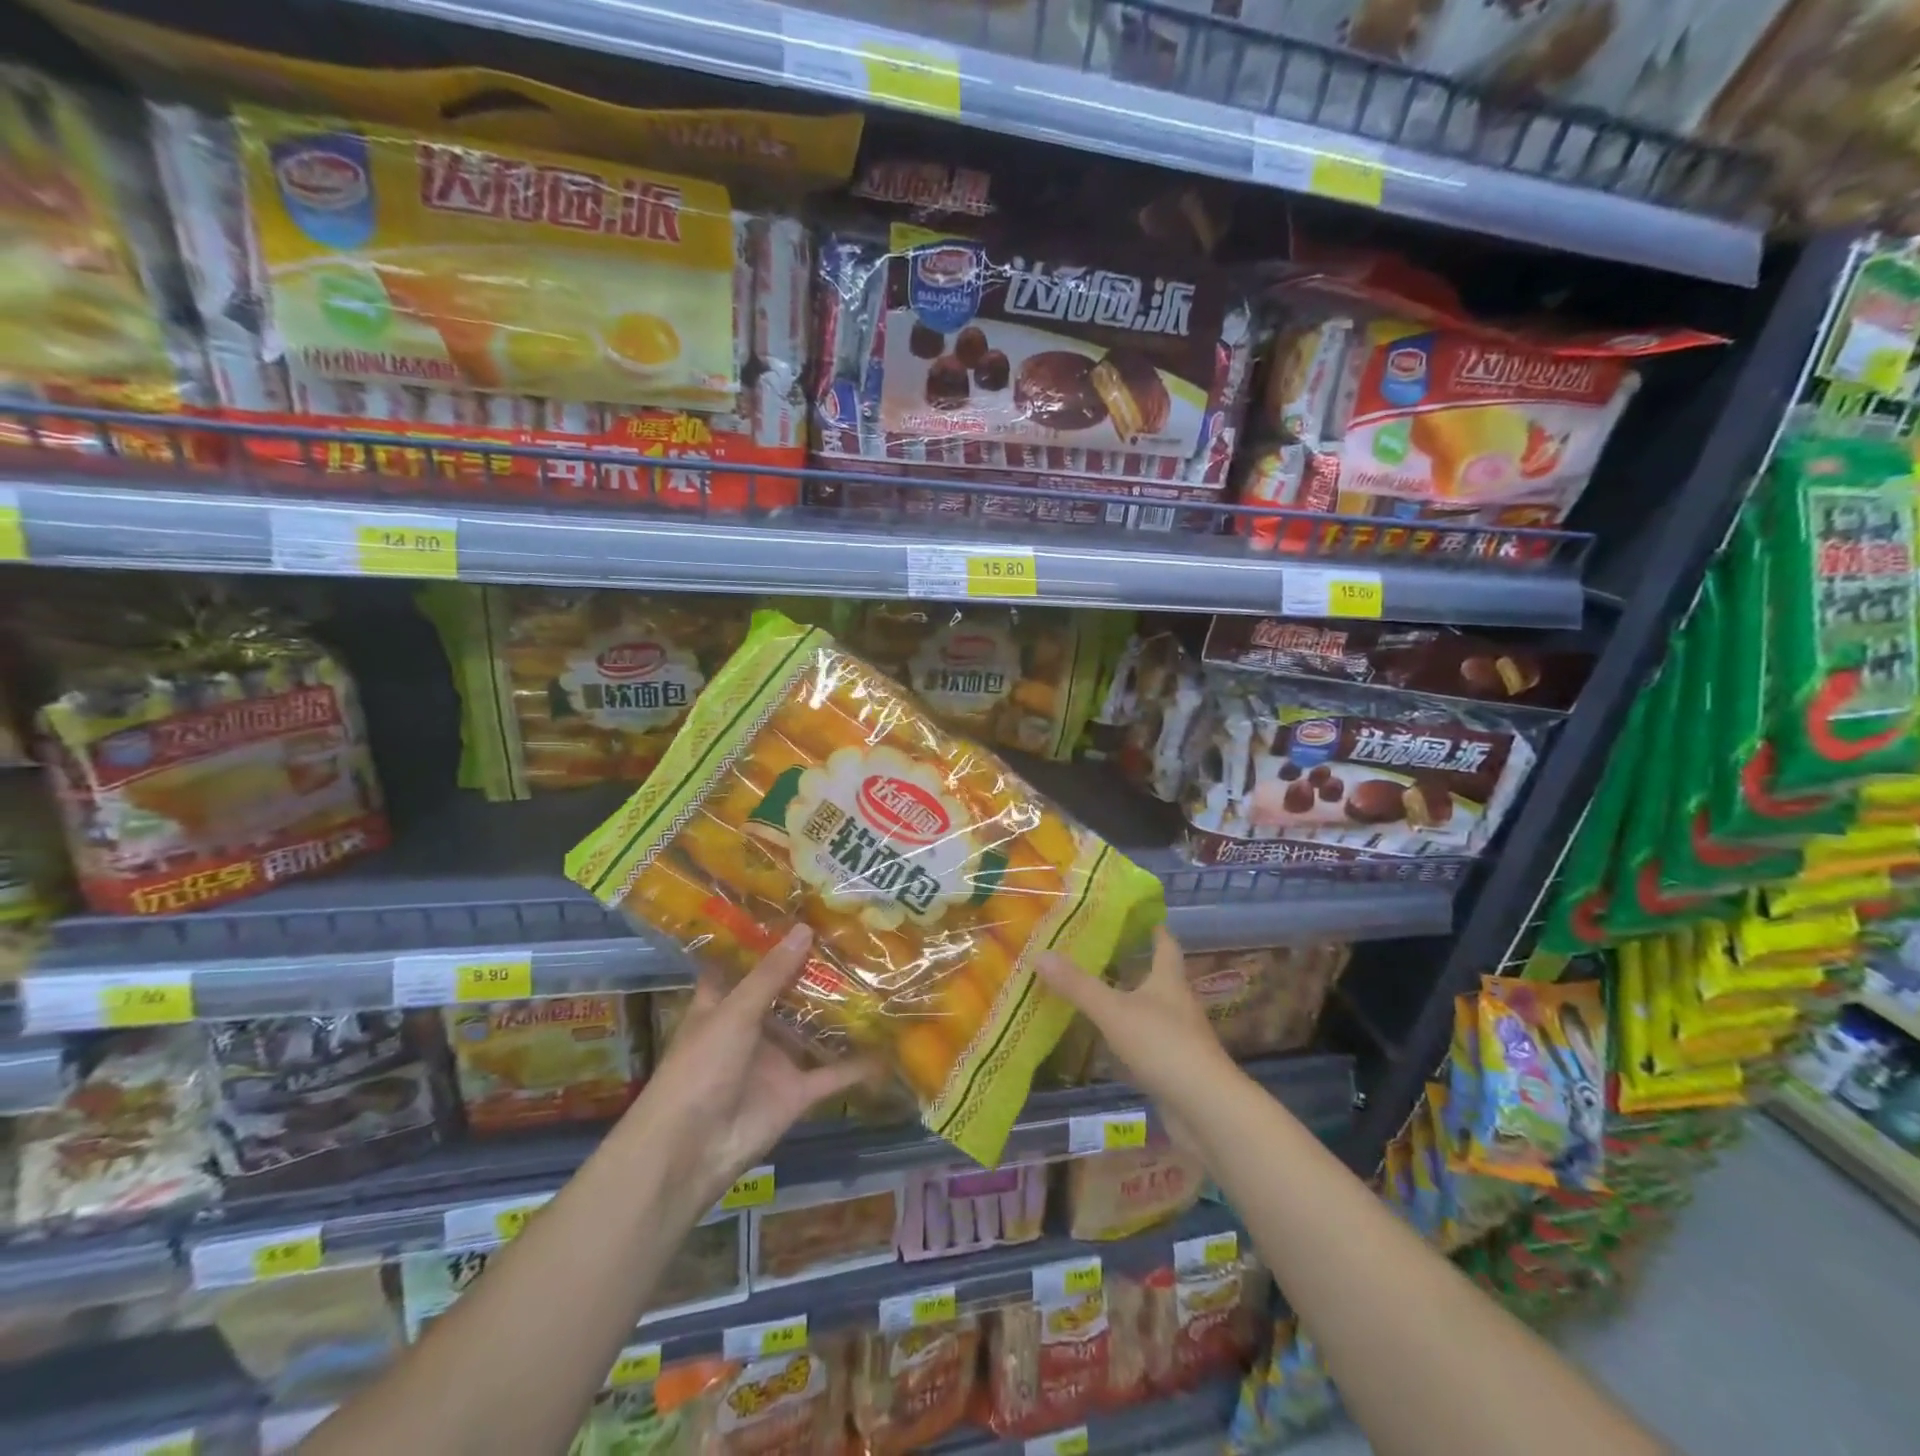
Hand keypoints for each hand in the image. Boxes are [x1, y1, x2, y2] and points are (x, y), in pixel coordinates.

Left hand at [630, 925, 871, 1214]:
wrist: (689, 1152)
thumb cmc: (698, 1069)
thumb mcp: (733, 1014)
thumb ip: (771, 975)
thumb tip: (805, 929)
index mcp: (723, 1004)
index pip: (743, 963)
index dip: (765, 939)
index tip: (797, 910)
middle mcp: (751, 1027)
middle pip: (786, 992)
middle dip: (814, 969)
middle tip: (854, 935)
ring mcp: (776, 1060)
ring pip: (812, 1029)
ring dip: (840, 1011)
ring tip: (879, 976)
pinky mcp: (797, 1092)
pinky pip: (833, 1074)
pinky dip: (859, 1064)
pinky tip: (890, 1044)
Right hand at [1035, 927, 1234, 1120]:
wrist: (1206, 1108)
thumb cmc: (1163, 1045)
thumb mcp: (1114, 1011)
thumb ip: (1078, 985)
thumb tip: (1040, 954)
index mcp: (1169, 981)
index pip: (1166, 944)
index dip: (1154, 929)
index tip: (1138, 915)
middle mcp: (1178, 1003)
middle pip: (1157, 976)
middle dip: (1133, 964)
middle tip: (1099, 952)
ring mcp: (1180, 1037)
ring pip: (1151, 1010)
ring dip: (1129, 1001)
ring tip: (1096, 992)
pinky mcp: (1175, 1067)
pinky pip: (1148, 1042)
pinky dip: (1129, 1036)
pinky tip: (1108, 1041)